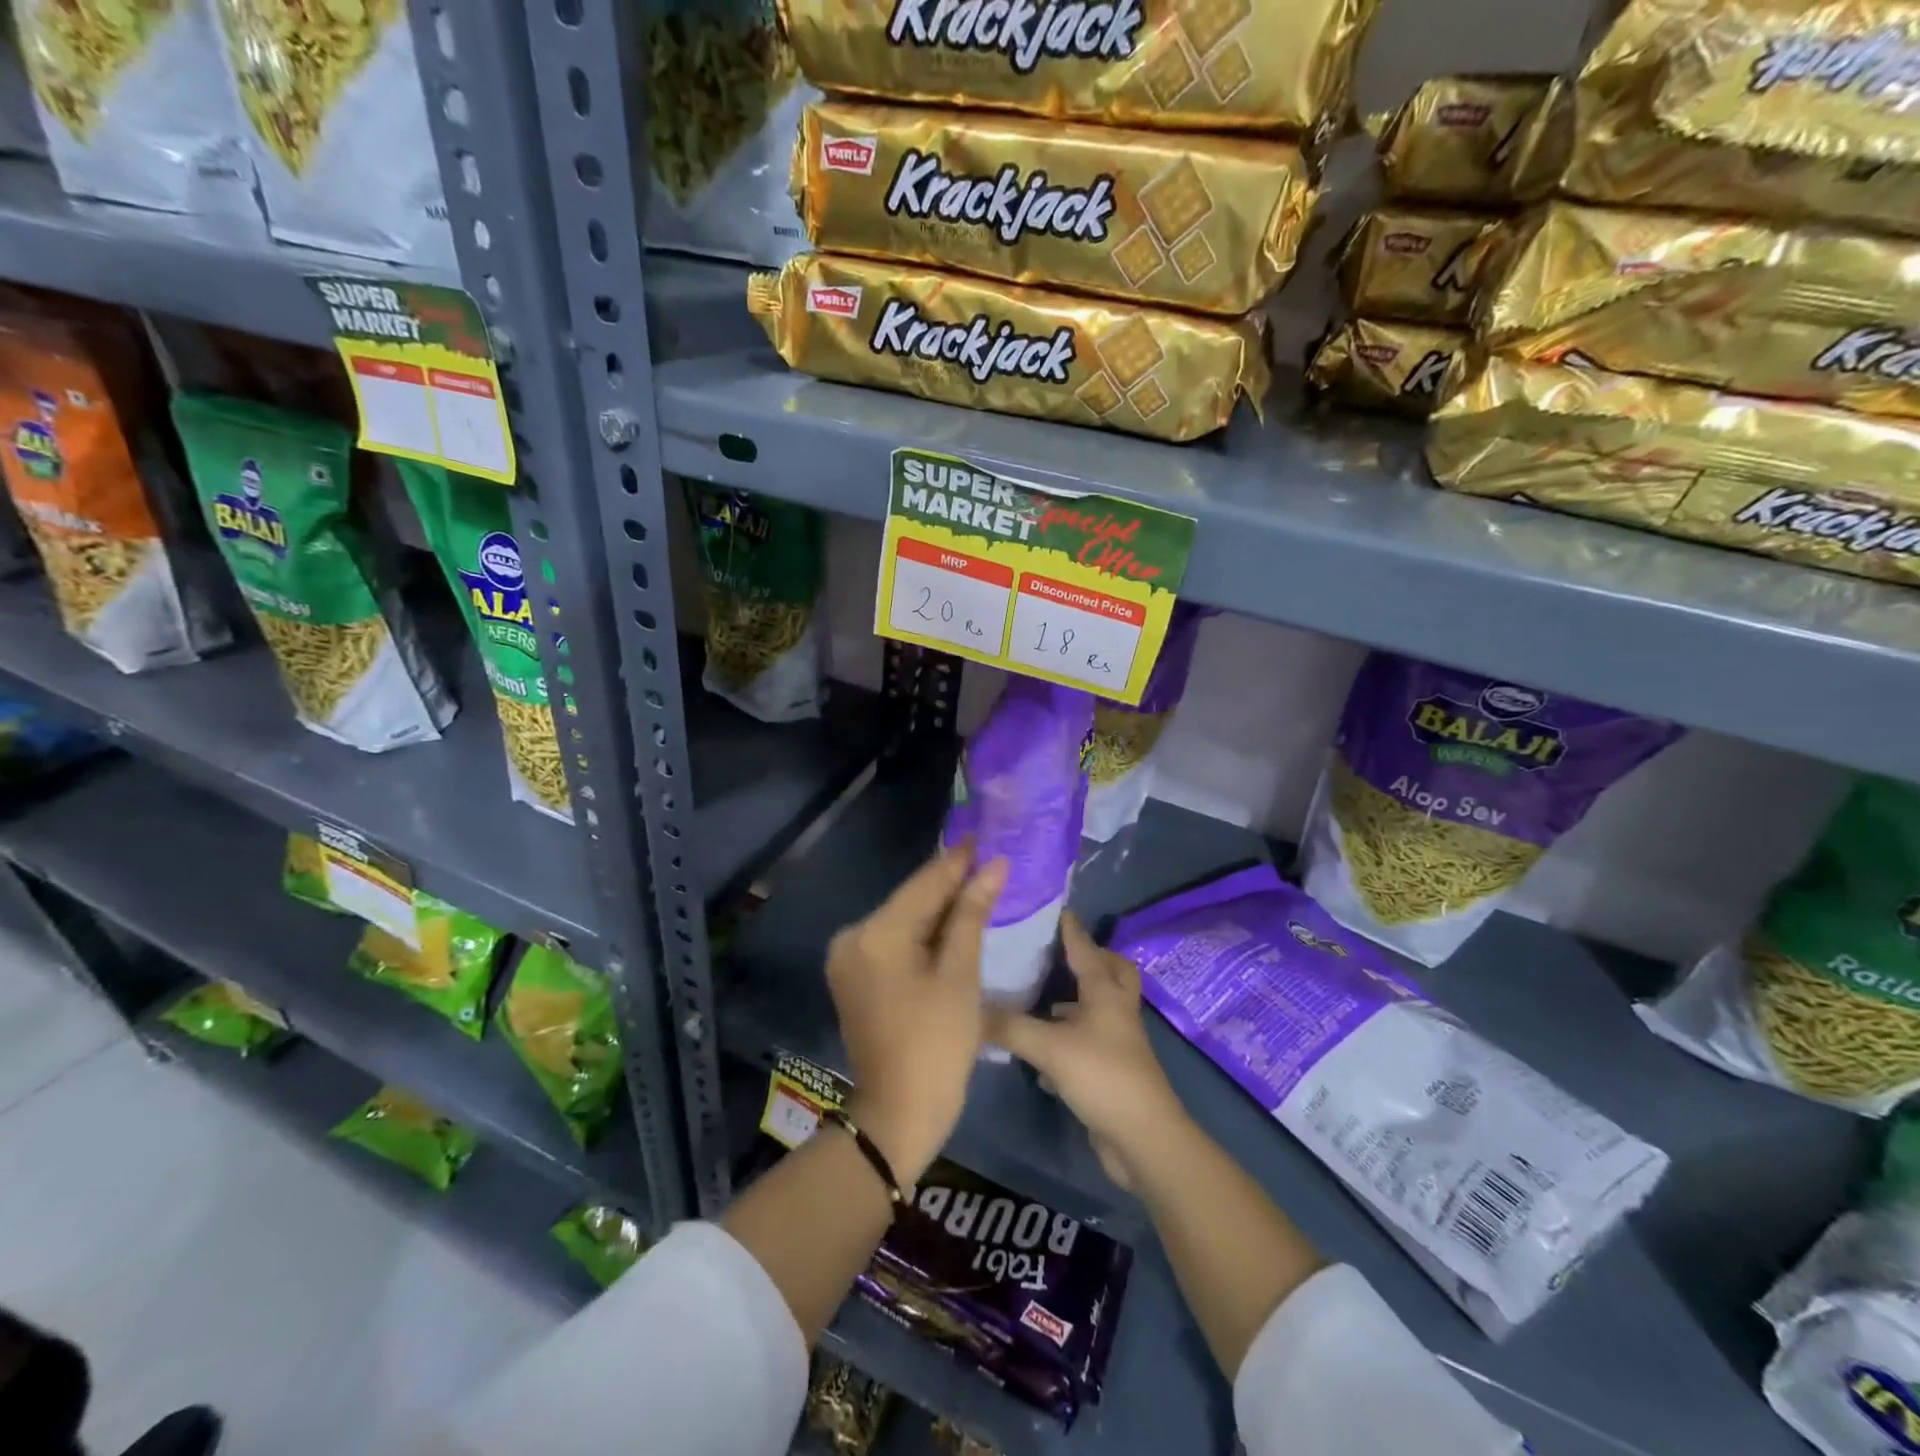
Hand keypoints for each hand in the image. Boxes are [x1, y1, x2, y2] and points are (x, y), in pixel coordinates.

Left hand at [828, 843, 1006, 1186]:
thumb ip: (971, 914)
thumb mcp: (960, 975)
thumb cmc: (937, 1044)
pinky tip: (952, 924)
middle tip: (989, 863)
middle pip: (911, 900)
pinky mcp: (854, 976)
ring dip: (939, 909)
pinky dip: (922, 934)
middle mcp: (852, 937)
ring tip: (979, 886)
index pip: (924, 884)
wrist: (898, 1115)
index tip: (985, 838)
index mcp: (875, 933)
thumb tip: (994, 866)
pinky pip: (894, 942)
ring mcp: (849, 958)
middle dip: (950, 885)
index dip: (958, 861)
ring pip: (903, 920)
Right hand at [986, 912, 1187, 1191]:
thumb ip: (1009, 1026)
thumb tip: (971, 1007)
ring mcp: (1117, 1043)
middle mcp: (1115, 1011)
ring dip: (1078, 1001)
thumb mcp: (1049, 1047)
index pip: (1086, 950)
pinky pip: (1089, 1043)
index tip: (1058, 909)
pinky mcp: (1111, 1072)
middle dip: (1093, 959)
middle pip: (1113, 973)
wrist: (1142, 1139)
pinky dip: (1070, 1039)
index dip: (1071, 930)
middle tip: (1063, 954)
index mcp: (1105, 993)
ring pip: (1100, 1009)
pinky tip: (1043, 1050)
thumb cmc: (1101, 1076)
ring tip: (1045, 1000)